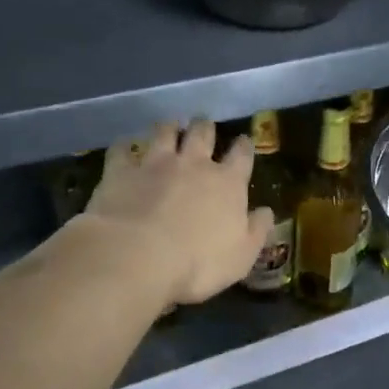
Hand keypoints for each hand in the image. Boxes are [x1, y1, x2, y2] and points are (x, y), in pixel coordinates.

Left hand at [69, 120, 273, 308]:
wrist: (137, 257)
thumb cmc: (198, 263)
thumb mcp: (242, 256)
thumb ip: (257, 230)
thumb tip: (267, 211)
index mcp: (228, 184)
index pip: (242, 156)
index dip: (244, 146)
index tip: (243, 141)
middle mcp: (194, 164)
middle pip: (202, 133)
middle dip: (205, 127)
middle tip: (204, 125)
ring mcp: (155, 164)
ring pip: (164, 132)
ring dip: (169, 127)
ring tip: (170, 126)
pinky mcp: (121, 171)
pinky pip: (122, 150)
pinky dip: (124, 146)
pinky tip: (124, 146)